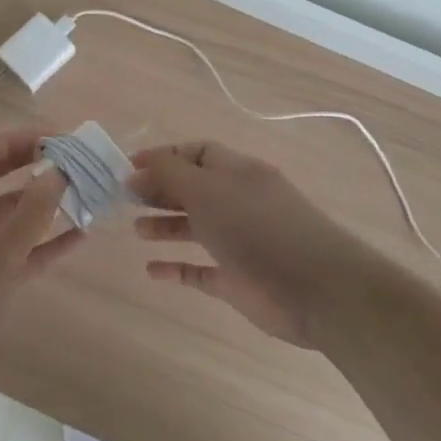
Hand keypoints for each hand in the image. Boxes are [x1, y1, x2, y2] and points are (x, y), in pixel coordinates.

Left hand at [0, 129, 82, 417]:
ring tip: (80, 190)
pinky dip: (45, 240)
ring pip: (9, 215)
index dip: (9, 141)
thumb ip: (30, 214)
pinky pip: (20, 250)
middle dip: (27, 164)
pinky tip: (79, 235)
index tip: (50, 138)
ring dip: (41, 202)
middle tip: (68, 157)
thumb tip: (57, 170)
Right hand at [131, 141, 364, 348]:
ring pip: (196, 227)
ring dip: (166, 226)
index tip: (128, 168)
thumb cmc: (256, 227)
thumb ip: (169, 175)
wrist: (316, 287)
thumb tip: (136, 170)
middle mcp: (238, 201)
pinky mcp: (238, 280)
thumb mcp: (207, 189)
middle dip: (160, 190)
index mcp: (236, 171)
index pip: (196, 152)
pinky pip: (201, 270)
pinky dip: (177, 268)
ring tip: (136, 230)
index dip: (164, 157)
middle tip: (124, 198)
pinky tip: (152, 271)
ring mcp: (239, 241)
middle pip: (193, 188)